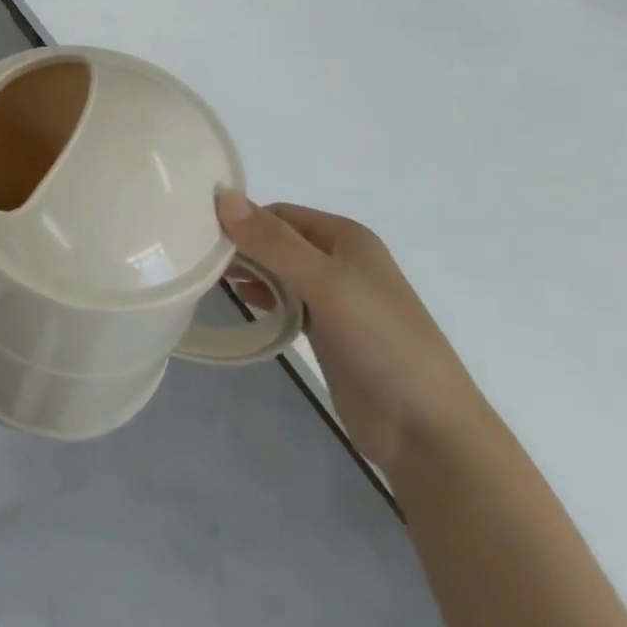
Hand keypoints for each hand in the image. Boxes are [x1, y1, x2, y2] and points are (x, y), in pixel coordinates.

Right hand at [216, 191, 488, 471]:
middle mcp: (339, 260)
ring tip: (210, 279)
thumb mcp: (326, 283)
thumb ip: (274, 242)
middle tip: (198, 258)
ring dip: (250, 273)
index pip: (279, 213)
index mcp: (345, 237)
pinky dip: (264, 299)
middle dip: (243, 246)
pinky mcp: (328, 333)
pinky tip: (243, 303)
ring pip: (280, 272)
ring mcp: (335, 298)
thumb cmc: (382, 340)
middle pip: (278, 241)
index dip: (244, 219)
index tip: (200, 233)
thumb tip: (222, 196)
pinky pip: (287, 303)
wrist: (428, 430)